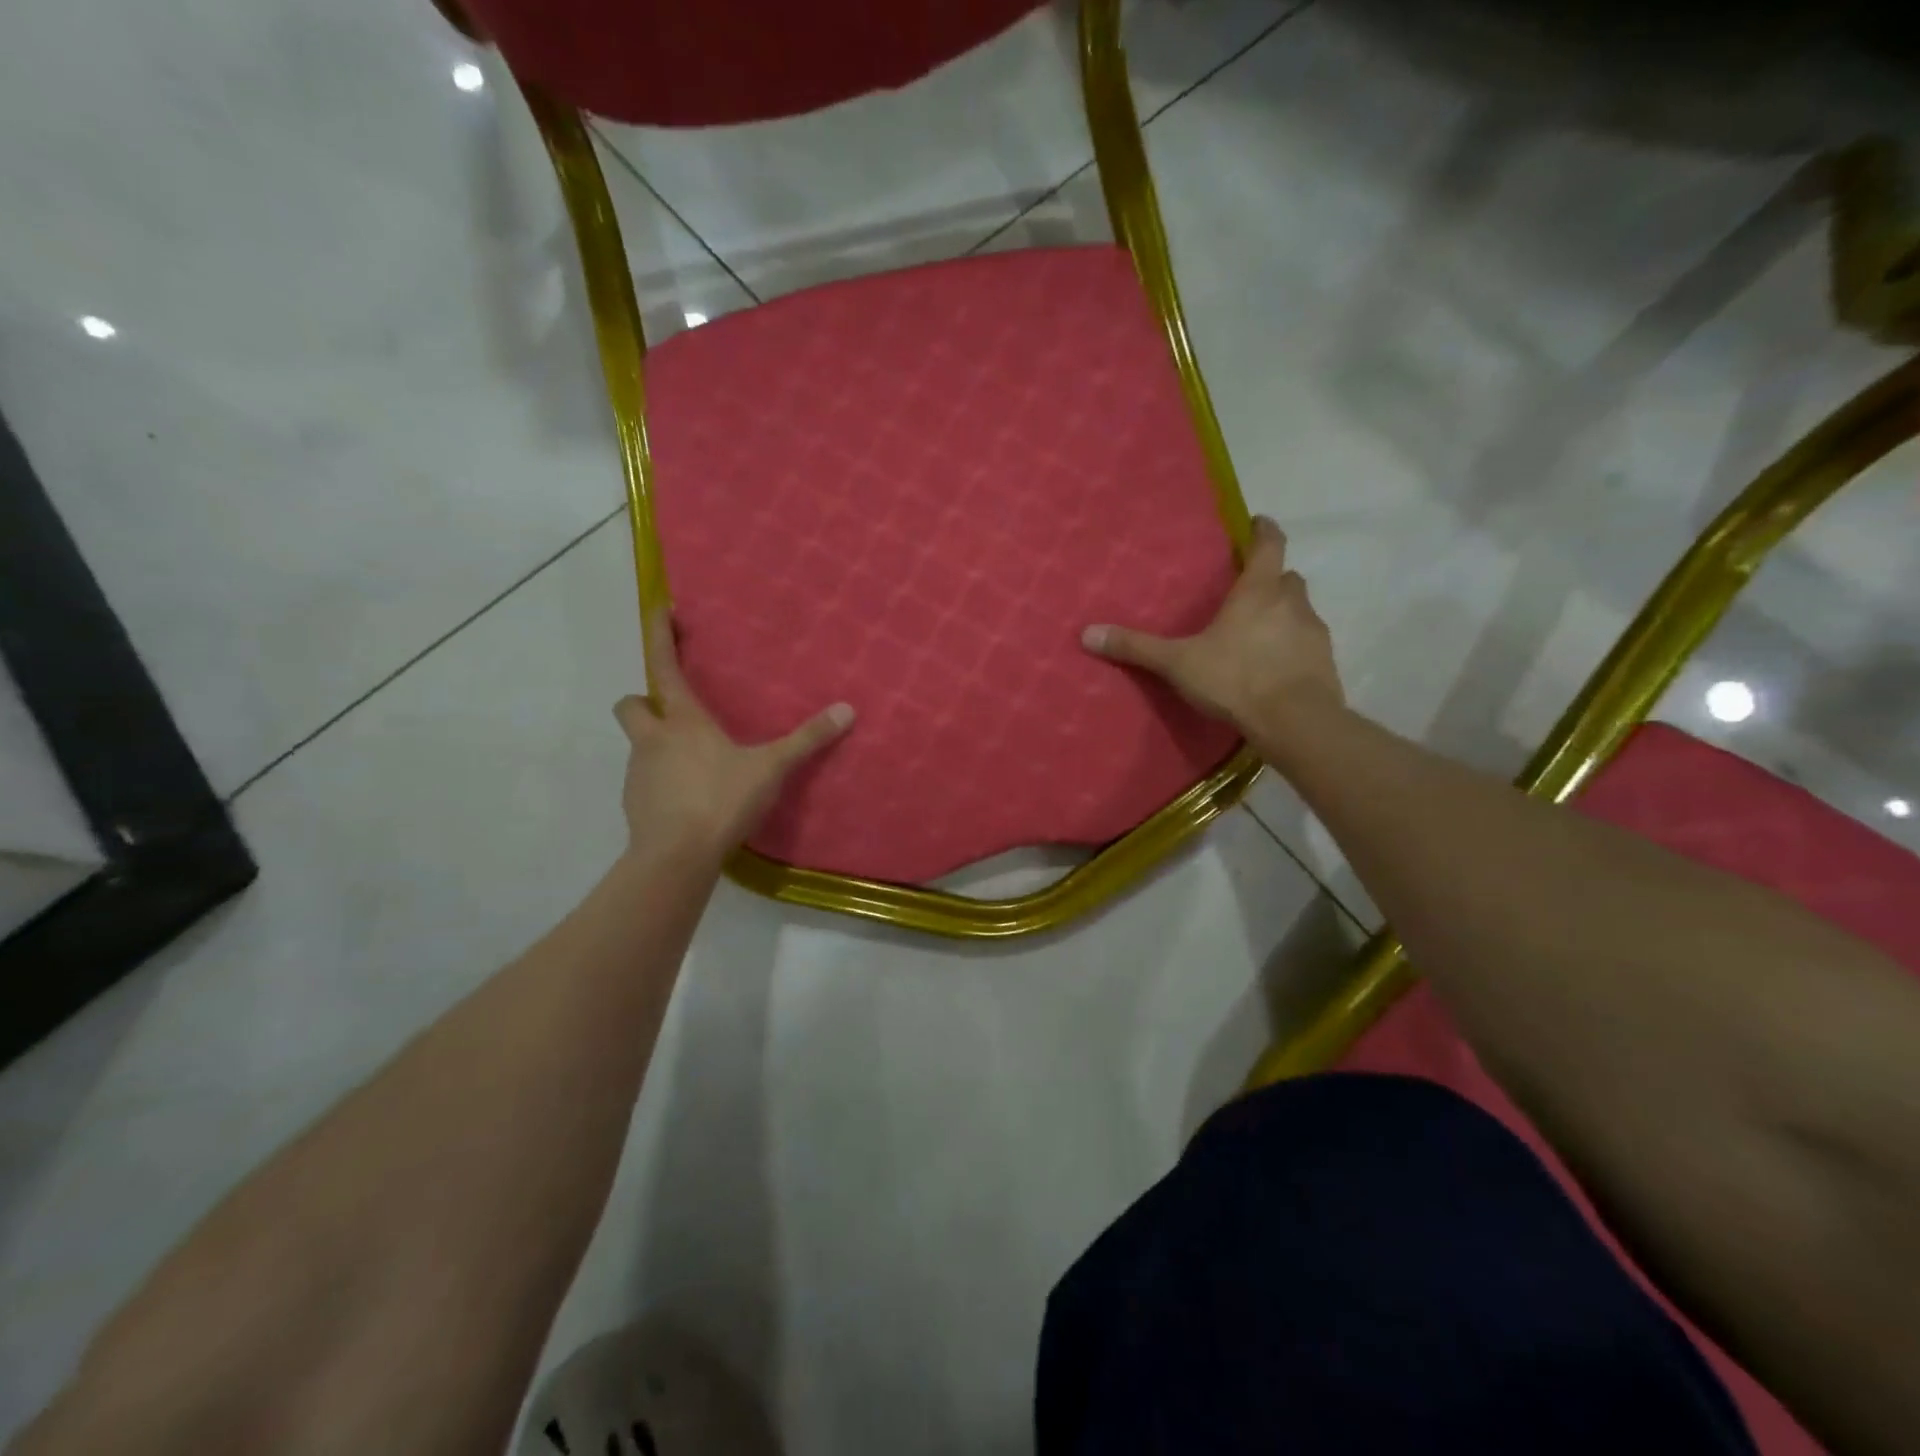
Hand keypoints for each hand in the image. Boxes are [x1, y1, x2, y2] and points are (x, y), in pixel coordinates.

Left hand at [614, 612, 852, 862]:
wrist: (676, 857)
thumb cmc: (720, 800)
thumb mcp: (770, 769)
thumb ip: (807, 740)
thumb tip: (847, 709)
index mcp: (683, 721)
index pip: (662, 666)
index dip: (659, 636)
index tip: (661, 610)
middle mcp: (653, 740)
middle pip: (631, 705)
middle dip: (645, 701)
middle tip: (673, 712)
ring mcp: (638, 773)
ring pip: (639, 745)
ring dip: (658, 744)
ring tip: (694, 762)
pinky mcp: (635, 804)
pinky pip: (645, 780)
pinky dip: (662, 780)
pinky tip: (688, 798)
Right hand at [1081, 515, 1342, 739]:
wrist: (1295, 722)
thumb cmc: (1236, 679)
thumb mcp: (1178, 663)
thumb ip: (1137, 648)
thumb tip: (1087, 633)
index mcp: (1258, 592)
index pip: (1270, 544)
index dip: (1264, 530)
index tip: (1257, 523)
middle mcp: (1292, 603)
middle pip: (1287, 578)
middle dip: (1271, 579)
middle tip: (1248, 591)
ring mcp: (1314, 632)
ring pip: (1300, 610)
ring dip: (1283, 614)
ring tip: (1257, 633)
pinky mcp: (1325, 662)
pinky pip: (1308, 642)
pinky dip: (1293, 645)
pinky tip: (1274, 666)